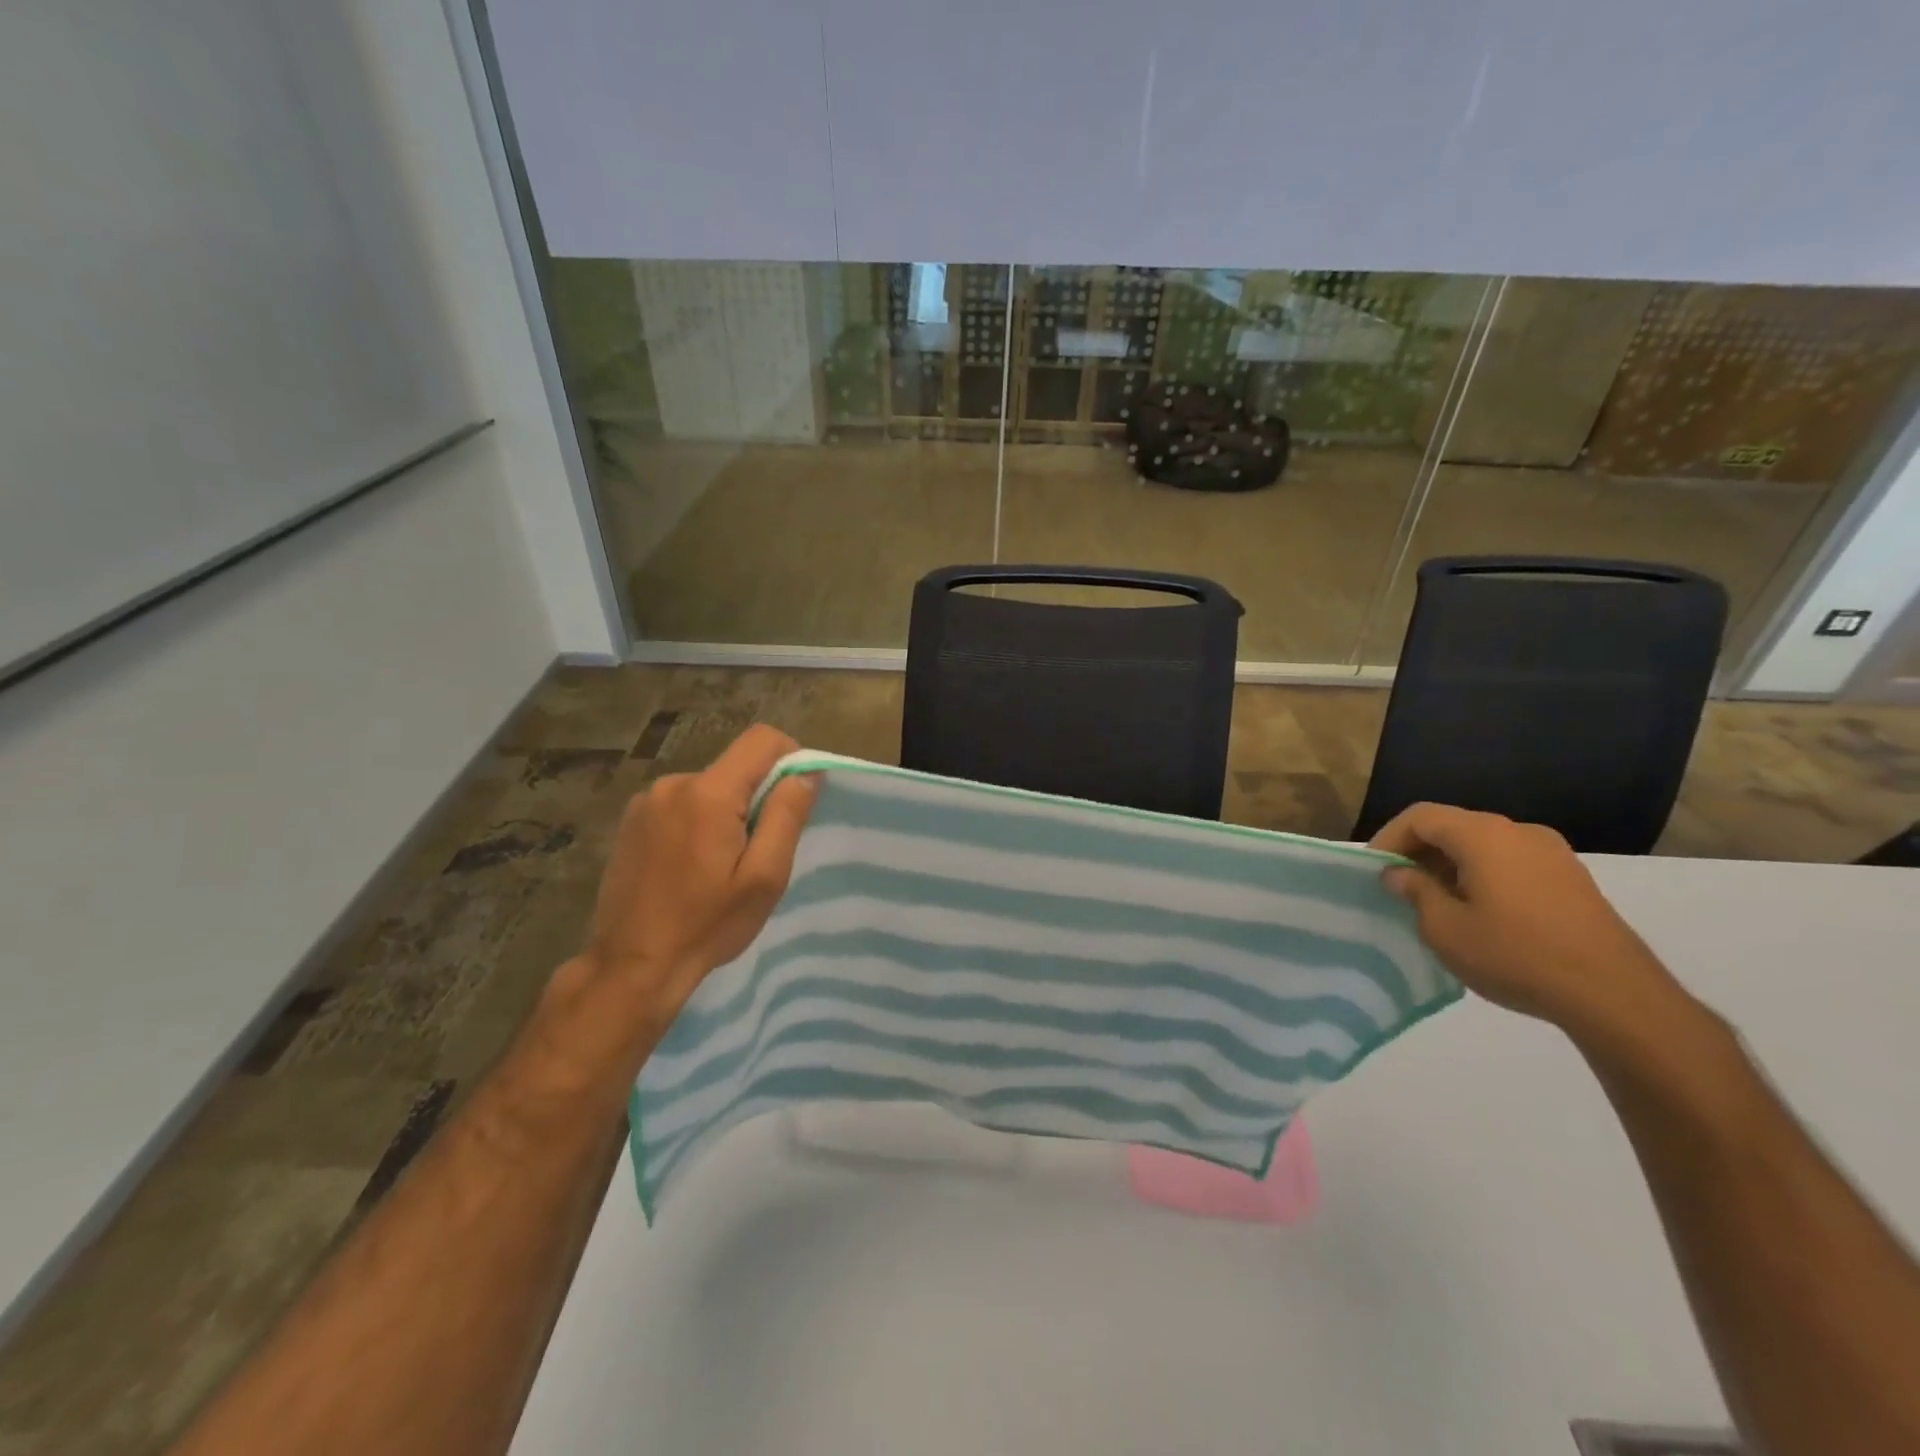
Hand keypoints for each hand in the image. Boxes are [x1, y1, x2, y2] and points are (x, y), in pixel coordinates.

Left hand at [577, 724, 816, 1032]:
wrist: (632, 966)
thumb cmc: (707, 925)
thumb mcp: (764, 877)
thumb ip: (786, 816)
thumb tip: (806, 772)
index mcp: (708, 793)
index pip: (762, 739)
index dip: (790, 757)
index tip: (795, 799)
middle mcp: (673, 784)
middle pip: (735, 766)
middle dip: (757, 796)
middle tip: (758, 850)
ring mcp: (647, 801)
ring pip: (709, 786)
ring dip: (726, 812)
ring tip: (721, 865)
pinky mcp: (631, 820)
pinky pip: (683, 803)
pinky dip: (699, 821)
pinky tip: (692, 865)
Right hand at [1370, 803, 1685, 1039]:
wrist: (1615, 996)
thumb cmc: (1515, 954)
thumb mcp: (1445, 928)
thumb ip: (1415, 891)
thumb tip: (1399, 873)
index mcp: (1483, 835)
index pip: (1421, 816)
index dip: (1388, 838)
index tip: (1374, 870)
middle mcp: (1519, 831)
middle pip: (1453, 826)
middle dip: (1419, 851)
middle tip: (1398, 886)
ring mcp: (1552, 854)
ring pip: (1484, 845)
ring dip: (1451, 865)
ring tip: (1435, 902)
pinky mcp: (1573, 880)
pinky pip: (1512, 863)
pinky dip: (1483, 875)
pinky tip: (1479, 912)